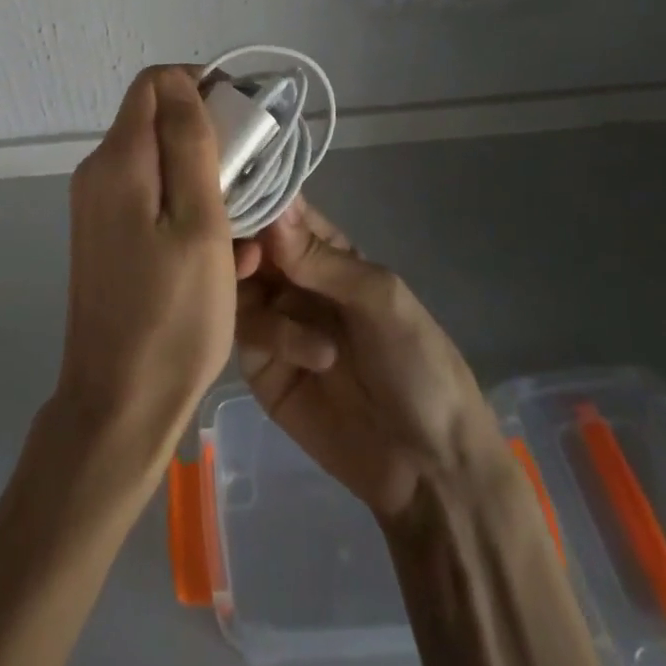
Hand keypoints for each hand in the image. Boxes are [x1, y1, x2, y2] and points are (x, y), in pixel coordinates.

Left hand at [53, 67, 251, 475]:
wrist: (118, 405)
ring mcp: (96, 207)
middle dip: (208, 137)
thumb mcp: (199, 222)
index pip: (155, 83)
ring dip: (203, 179)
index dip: (199, 85)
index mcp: (118, 160)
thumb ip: (189, 142)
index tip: (242, 120)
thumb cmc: (173, 314)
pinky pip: (149, 198)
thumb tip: (180, 79)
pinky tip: (218, 251)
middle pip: (156, 121)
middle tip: (252, 178)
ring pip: (158, 163)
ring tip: (243, 225)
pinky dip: (185, 208)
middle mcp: (98, 172)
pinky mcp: (104, 236)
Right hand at [236, 199, 504, 525]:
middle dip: (244, 244)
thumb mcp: (379, 299)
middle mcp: (295, 280)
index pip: (283, 211)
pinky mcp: (262, 367)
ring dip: (255, 290)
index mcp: (327, 253)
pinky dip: (272, 336)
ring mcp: (276, 322)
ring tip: (284, 311)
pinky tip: (313, 358)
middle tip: (250, 258)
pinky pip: (247, 333)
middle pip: (249, 244)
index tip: (237, 196)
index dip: (259, 199)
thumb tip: (271, 209)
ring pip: (237, 285)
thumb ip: (320, 257)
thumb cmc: (417, 363)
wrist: (429, 469)